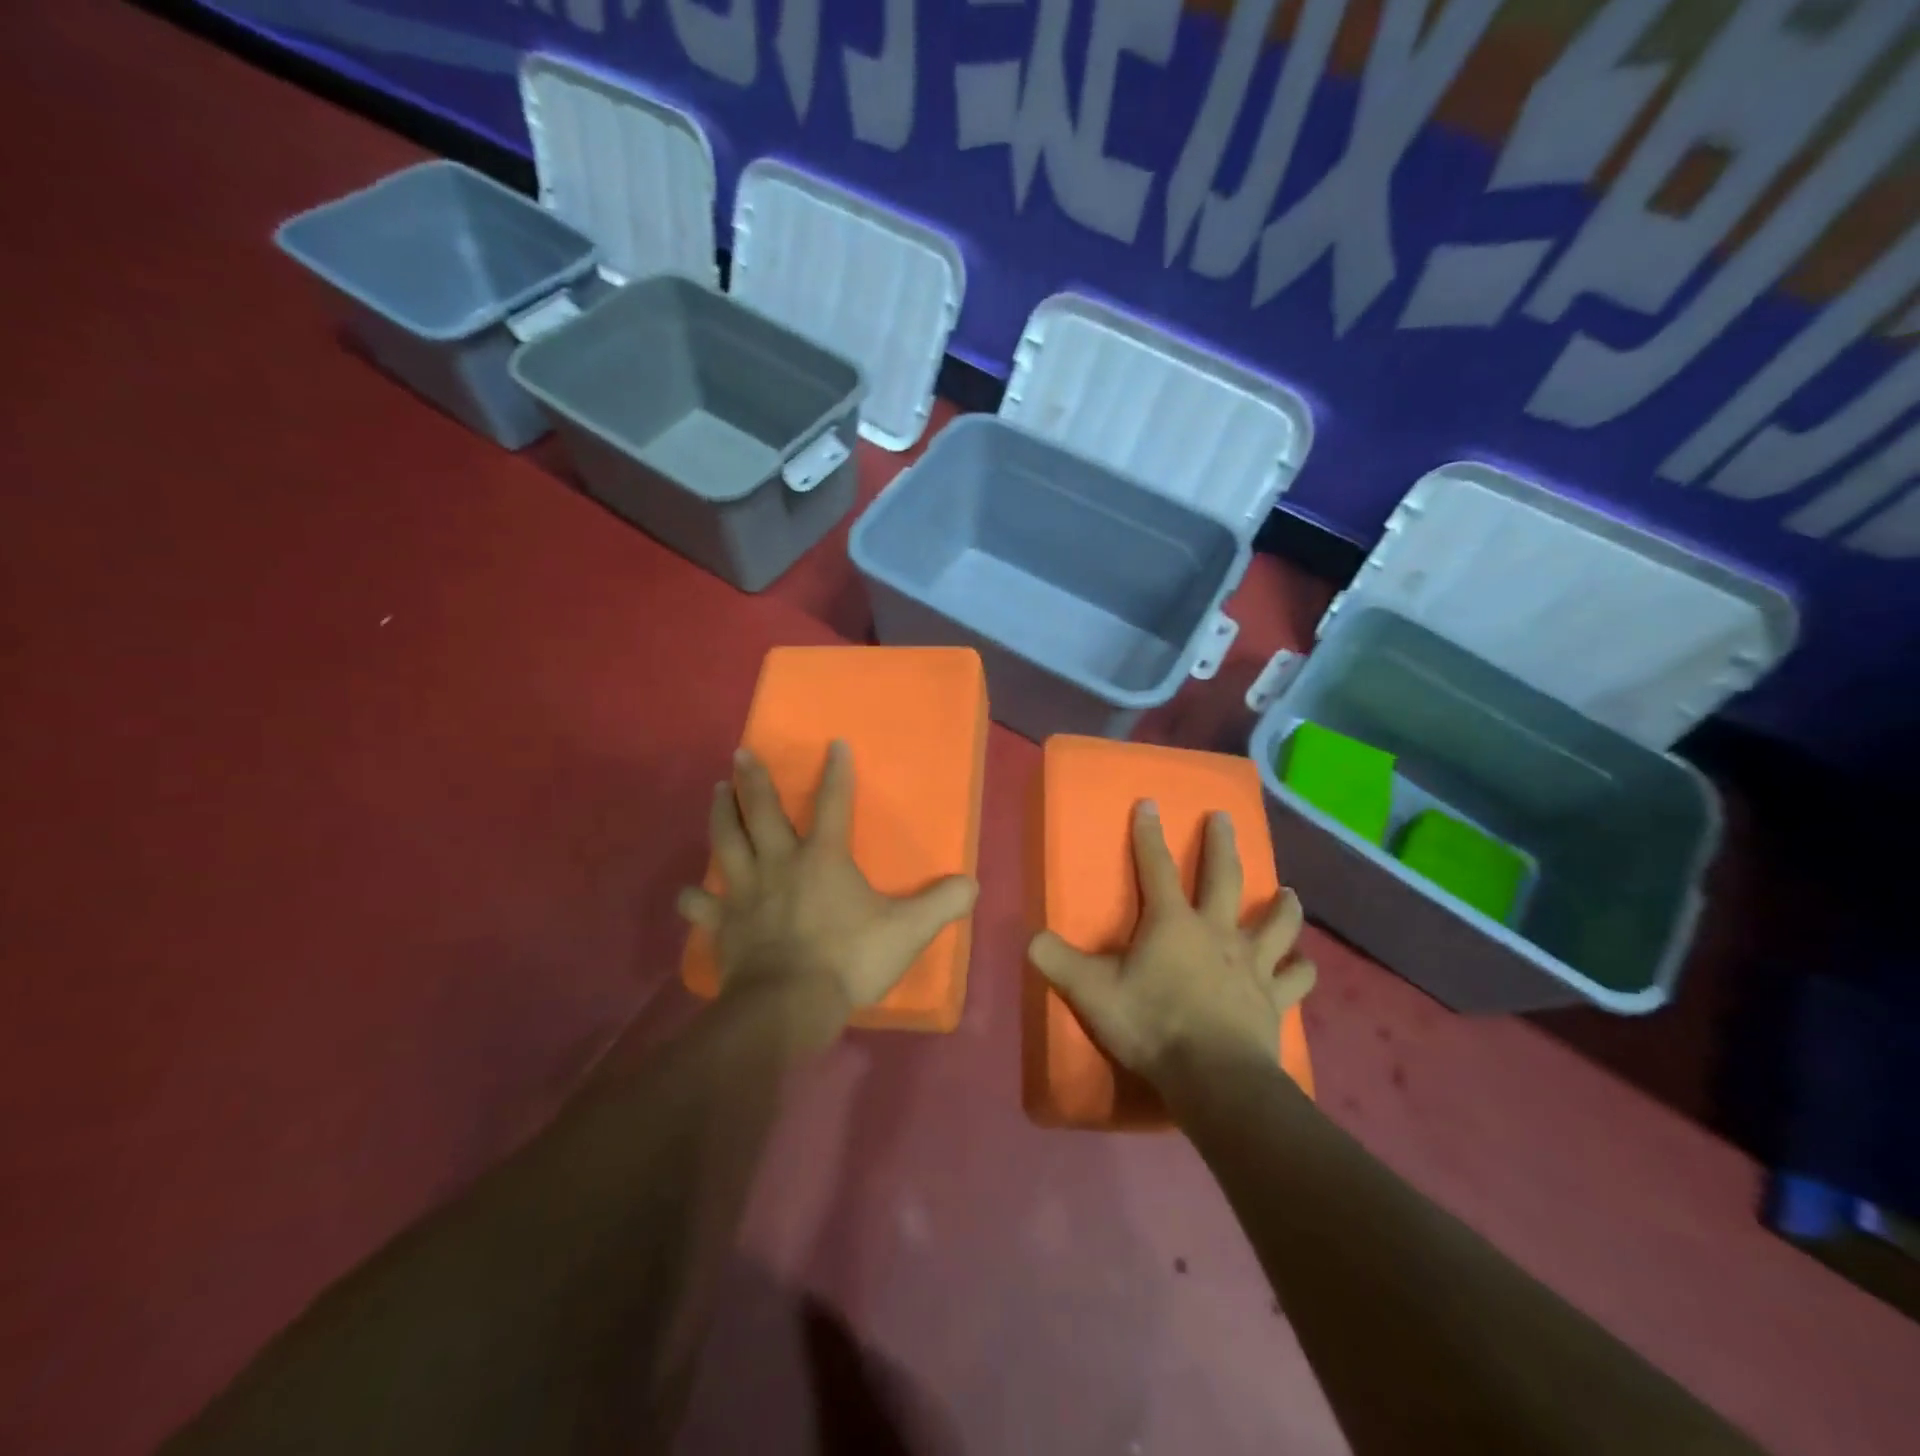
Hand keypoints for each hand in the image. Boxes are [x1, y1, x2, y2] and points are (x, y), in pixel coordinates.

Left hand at [678, 742, 978, 1024]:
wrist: (788, 1005)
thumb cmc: (848, 959)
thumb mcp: (907, 931)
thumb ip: (941, 904)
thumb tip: (972, 884)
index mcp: (823, 858)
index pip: (833, 803)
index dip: (836, 772)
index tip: (834, 743)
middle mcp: (779, 863)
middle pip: (762, 811)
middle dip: (754, 780)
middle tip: (741, 753)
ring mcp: (745, 892)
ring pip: (727, 842)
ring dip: (721, 814)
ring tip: (716, 792)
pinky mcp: (724, 924)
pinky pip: (702, 906)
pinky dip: (693, 899)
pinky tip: (687, 894)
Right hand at [1028, 802, 1313, 1084]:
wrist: (1213, 1078)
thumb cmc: (1152, 1025)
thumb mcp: (1091, 993)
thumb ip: (1058, 963)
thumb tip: (1030, 939)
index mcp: (1172, 923)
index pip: (1155, 867)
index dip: (1148, 835)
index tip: (1149, 803)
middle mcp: (1217, 932)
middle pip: (1223, 878)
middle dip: (1221, 845)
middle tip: (1224, 817)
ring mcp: (1251, 965)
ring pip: (1275, 925)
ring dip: (1283, 907)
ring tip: (1289, 892)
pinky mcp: (1274, 1000)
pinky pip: (1295, 980)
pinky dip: (1301, 971)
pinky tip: (1305, 966)